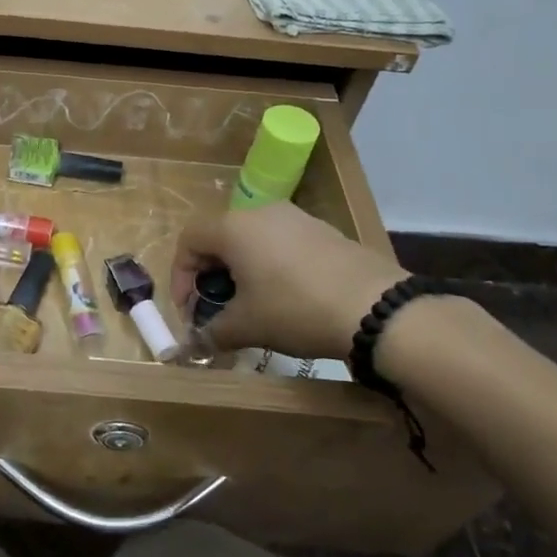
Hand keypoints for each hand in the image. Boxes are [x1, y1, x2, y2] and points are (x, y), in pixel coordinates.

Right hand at [171, 203, 406, 358]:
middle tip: (216, 307)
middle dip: (210, 274)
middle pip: (219, 236)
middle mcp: (260, 212)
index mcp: (233, 227)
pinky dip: (270, 264)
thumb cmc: (296, 309)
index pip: (189, 240)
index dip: (180, 276)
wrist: (377, 308)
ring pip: (252, 238)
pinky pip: (281, 242)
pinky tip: (285, 295)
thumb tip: (195, 344)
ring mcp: (296, 217)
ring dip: (241, 268)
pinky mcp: (323, 230)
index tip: (189, 309)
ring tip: (250, 303)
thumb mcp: (248, 326)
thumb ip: (213, 332)